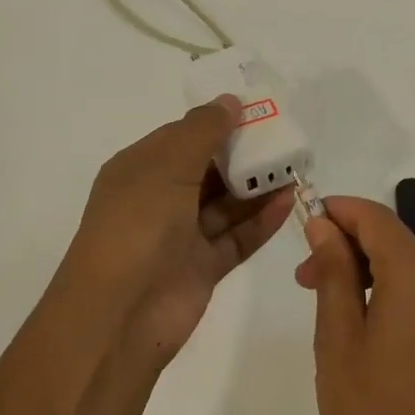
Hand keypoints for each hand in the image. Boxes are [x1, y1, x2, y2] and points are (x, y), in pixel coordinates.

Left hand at [58, 95, 294, 367]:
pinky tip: (288, 202)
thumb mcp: (167, 165)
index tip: (256, 111)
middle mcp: (158, 198)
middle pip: (207, 169)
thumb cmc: (138, 223)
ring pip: (225, 203)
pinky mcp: (202, 267)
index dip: (216, 122)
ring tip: (295, 167)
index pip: (182, 136)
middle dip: (242, 154)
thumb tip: (230, 100)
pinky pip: (236, 237)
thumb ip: (202, 130)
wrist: (119, 314)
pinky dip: (260, 221)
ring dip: (256, 186)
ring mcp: (181, 235)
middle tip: (285, 139)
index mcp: (140, 168)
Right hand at [297, 197, 414, 414]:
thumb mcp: (338, 336)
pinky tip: (364, 325)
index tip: (305, 221)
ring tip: (328, 304)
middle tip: (304, 277)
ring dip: (367, 272)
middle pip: (393, 242)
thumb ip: (333, 270)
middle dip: (348, 247)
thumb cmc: (371, 414)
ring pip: (408, 269)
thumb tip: (323, 224)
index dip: (339, 211)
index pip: (376, 218)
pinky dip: (392, 294)